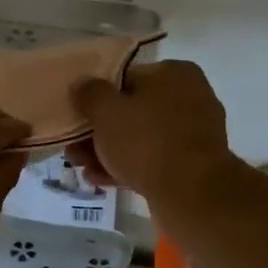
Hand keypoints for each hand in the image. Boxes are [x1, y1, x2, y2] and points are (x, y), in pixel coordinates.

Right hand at [66, 61, 237, 212]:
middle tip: (74, 147)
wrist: (191, 194)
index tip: (77, 115)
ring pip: (140, 138)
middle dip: (100, 131)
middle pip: (132, 110)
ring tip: (81, 166)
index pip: (126, 77)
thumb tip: (82, 84)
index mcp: (175, 74)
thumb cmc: (147, 141)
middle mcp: (190, 98)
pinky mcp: (191, 166)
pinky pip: (152, 160)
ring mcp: (193, 134)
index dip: (97, 97)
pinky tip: (99, 179)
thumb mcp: (107, 110)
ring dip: (108, 151)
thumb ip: (90, 93)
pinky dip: (127, 167)